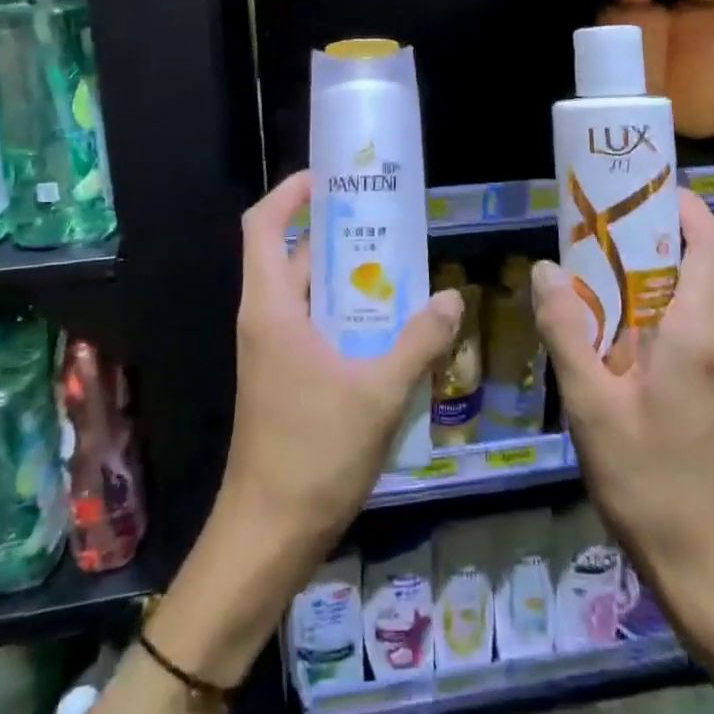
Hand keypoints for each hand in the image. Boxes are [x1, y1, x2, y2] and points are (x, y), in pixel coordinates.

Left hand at [218, 170, 463, 573]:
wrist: (266, 537)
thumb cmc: (313, 455)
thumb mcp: (378, 394)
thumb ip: (418, 341)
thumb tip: (451, 298)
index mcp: (271, 308)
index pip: (263, 226)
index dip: (290, 193)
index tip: (330, 177)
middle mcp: (266, 319)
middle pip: (292, 254)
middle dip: (337, 232)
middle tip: (389, 221)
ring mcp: (272, 350)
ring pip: (307, 293)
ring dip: (348, 277)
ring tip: (401, 267)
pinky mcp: (284, 376)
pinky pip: (314, 325)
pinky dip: (346, 313)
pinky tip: (390, 326)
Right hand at [532, 191, 713, 633]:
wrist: (709, 562)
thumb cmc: (646, 479)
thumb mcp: (589, 405)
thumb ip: (566, 330)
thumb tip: (545, 269)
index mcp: (698, 332)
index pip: (709, 242)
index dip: (682, 206)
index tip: (638, 192)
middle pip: (710, 260)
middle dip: (666, 233)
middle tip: (612, 229)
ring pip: (712, 290)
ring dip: (670, 268)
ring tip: (615, 273)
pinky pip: (711, 320)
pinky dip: (678, 302)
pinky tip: (634, 330)